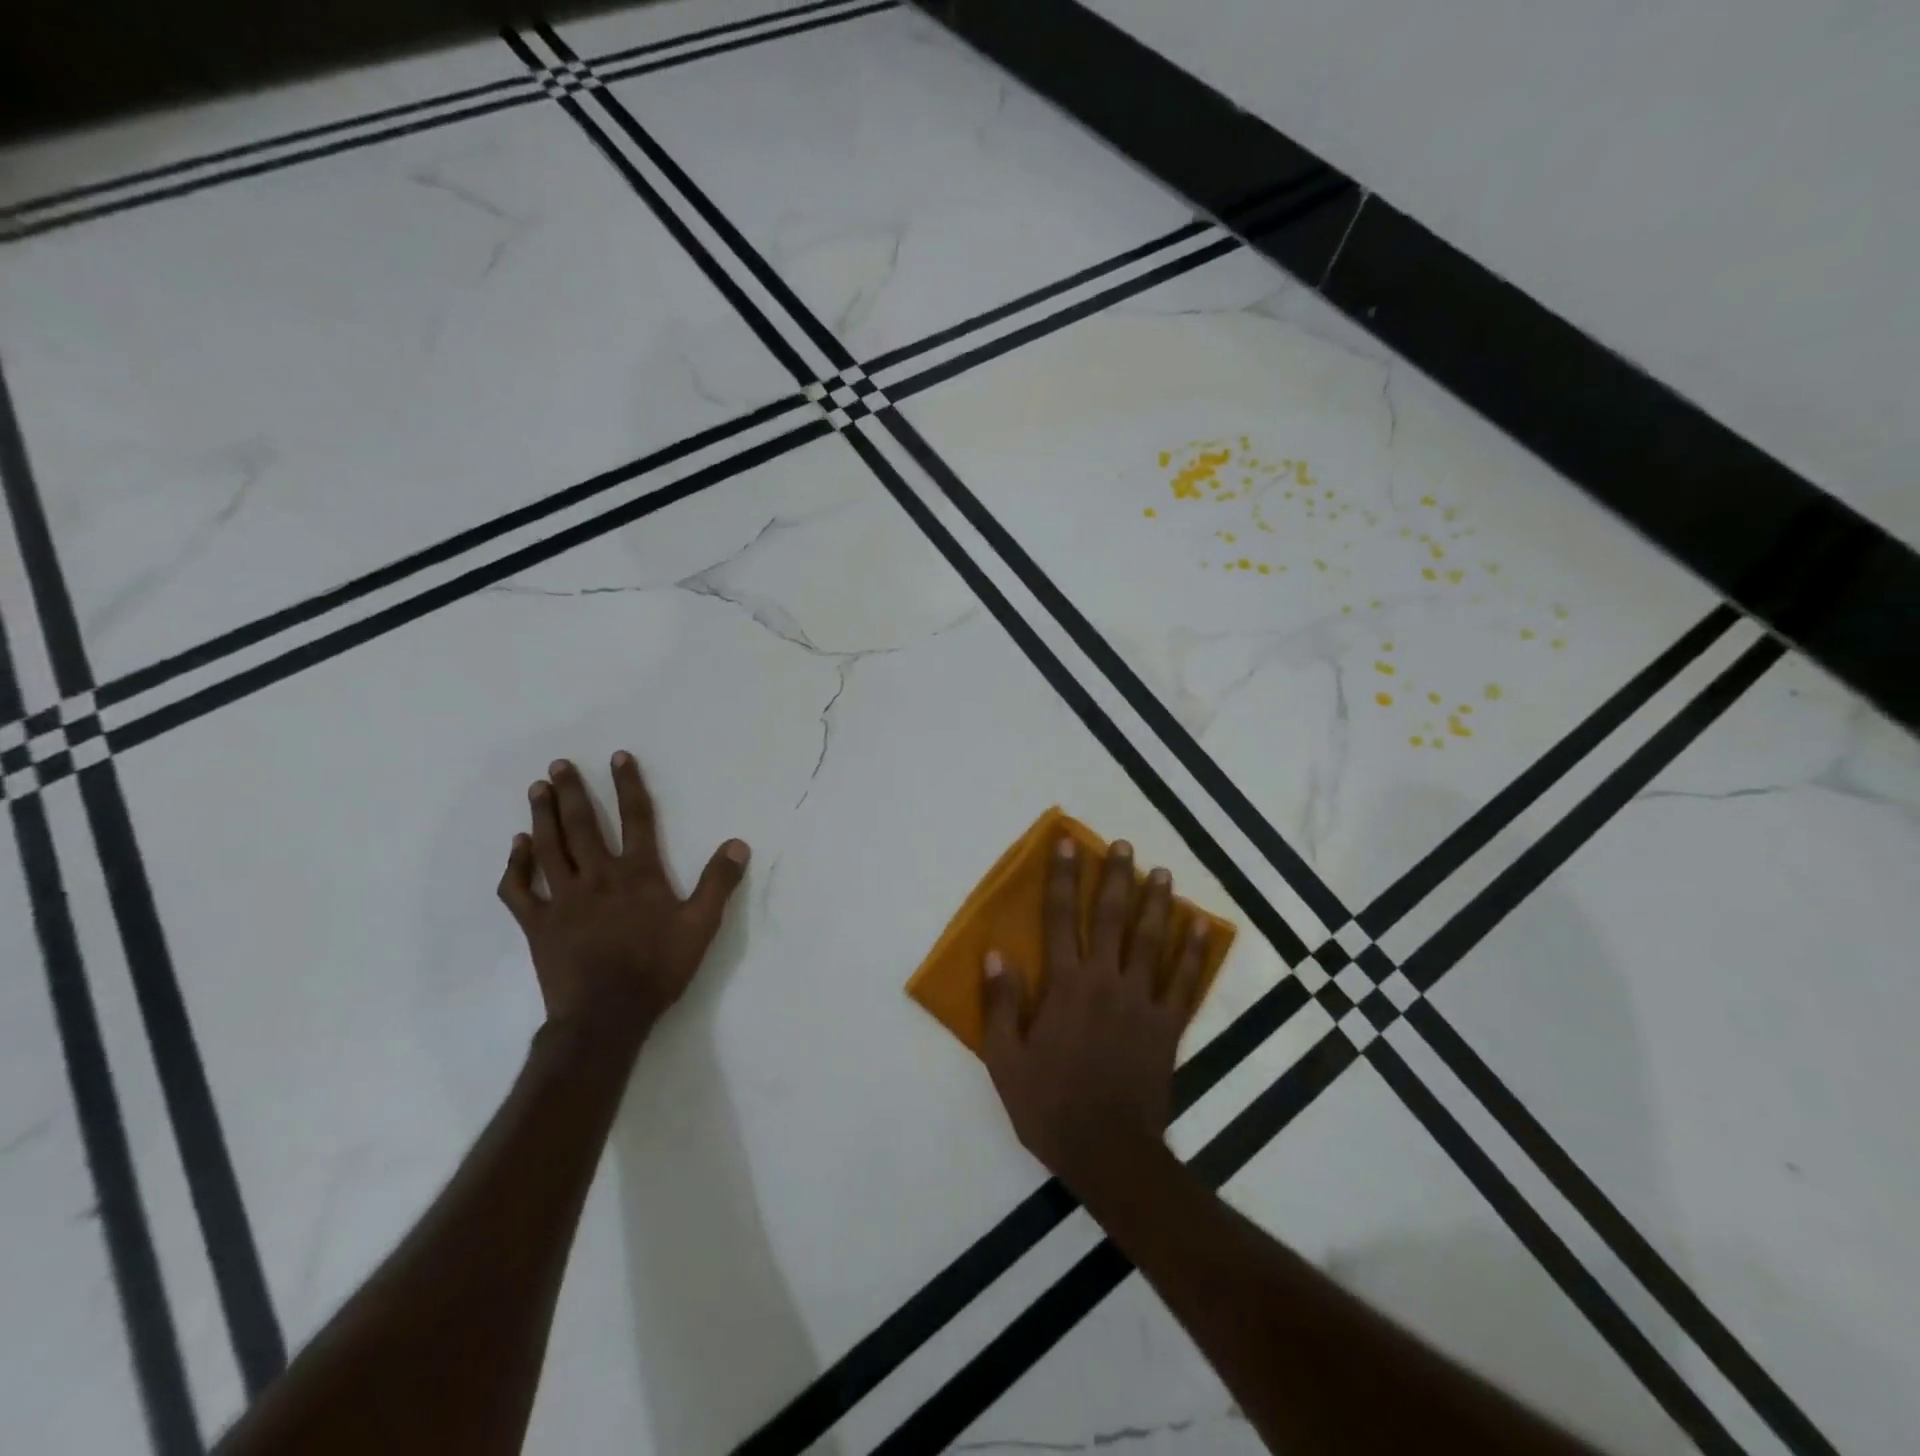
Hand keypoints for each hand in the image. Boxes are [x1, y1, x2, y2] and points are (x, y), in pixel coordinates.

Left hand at [497, 752, 749, 1048]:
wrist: (606, 1016)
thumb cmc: (658, 968)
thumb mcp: (701, 926)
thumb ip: (718, 882)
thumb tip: (738, 843)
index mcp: (638, 874)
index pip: (637, 818)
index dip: (628, 785)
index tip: (618, 757)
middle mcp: (598, 877)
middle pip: (583, 825)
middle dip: (572, 792)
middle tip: (560, 765)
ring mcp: (562, 899)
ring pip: (549, 848)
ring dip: (542, 816)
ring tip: (538, 789)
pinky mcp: (537, 924)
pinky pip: (519, 889)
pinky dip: (516, 865)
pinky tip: (517, 847)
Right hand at [981, 837, 1209, 1202]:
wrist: (1109, 1152)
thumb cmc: (1050, 1106)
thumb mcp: (1006, 1060)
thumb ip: (1001, 1004)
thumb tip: (997, 953)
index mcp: (1065, 986)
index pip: (1060, 918)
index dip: (1062, 878)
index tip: (1067, 844)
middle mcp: (1106, 981)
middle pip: (1111, 918)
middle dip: (1115, 877)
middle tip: (1123, 845)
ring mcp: (1143, 1002)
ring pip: (1151, 940)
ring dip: (1157, 903)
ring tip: (1161, 872)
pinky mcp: (1169, 1026)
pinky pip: (1185, 981)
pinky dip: (1194, 951)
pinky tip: (1200, 925)